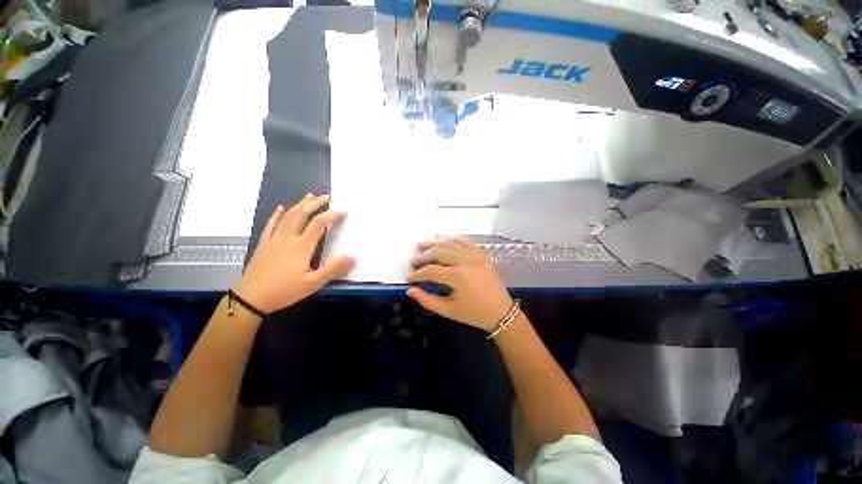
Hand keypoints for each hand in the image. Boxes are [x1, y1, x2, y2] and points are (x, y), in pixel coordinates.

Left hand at [237, 194, 354, 313]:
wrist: (252, 298)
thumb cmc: (285, 291)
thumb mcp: (313, 283)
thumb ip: (333, 269)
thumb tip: (352, 256)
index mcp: (301, 247)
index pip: (319, 224)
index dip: (331, 214)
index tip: (343, 210)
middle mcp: (288, 238)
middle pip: (301, 214)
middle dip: (314, 203)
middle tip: (326, 197)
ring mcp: (273, 239)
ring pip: (287, 216)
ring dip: (299, 205)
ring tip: (309, 196)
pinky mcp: (264, 243)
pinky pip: (271, 224)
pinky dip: (277, 214)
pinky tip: (280, 207)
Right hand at [406, 237, 513, 331]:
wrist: (501, 312)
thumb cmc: (474, 313)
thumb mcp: (448, 310)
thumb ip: (427, 300)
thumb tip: (410, 290)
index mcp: (458, 277)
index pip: (431, 271)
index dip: (417, 274)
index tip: (409, 278)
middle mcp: (466, 261)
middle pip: (439, 252)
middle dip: (423, 256)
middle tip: (413, 261)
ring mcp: (475, 255)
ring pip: (450, 242)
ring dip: (434, 243)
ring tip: (422, 245)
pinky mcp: (481, 254)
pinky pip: (465, 240)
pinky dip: (453, 238)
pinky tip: (444, 241)